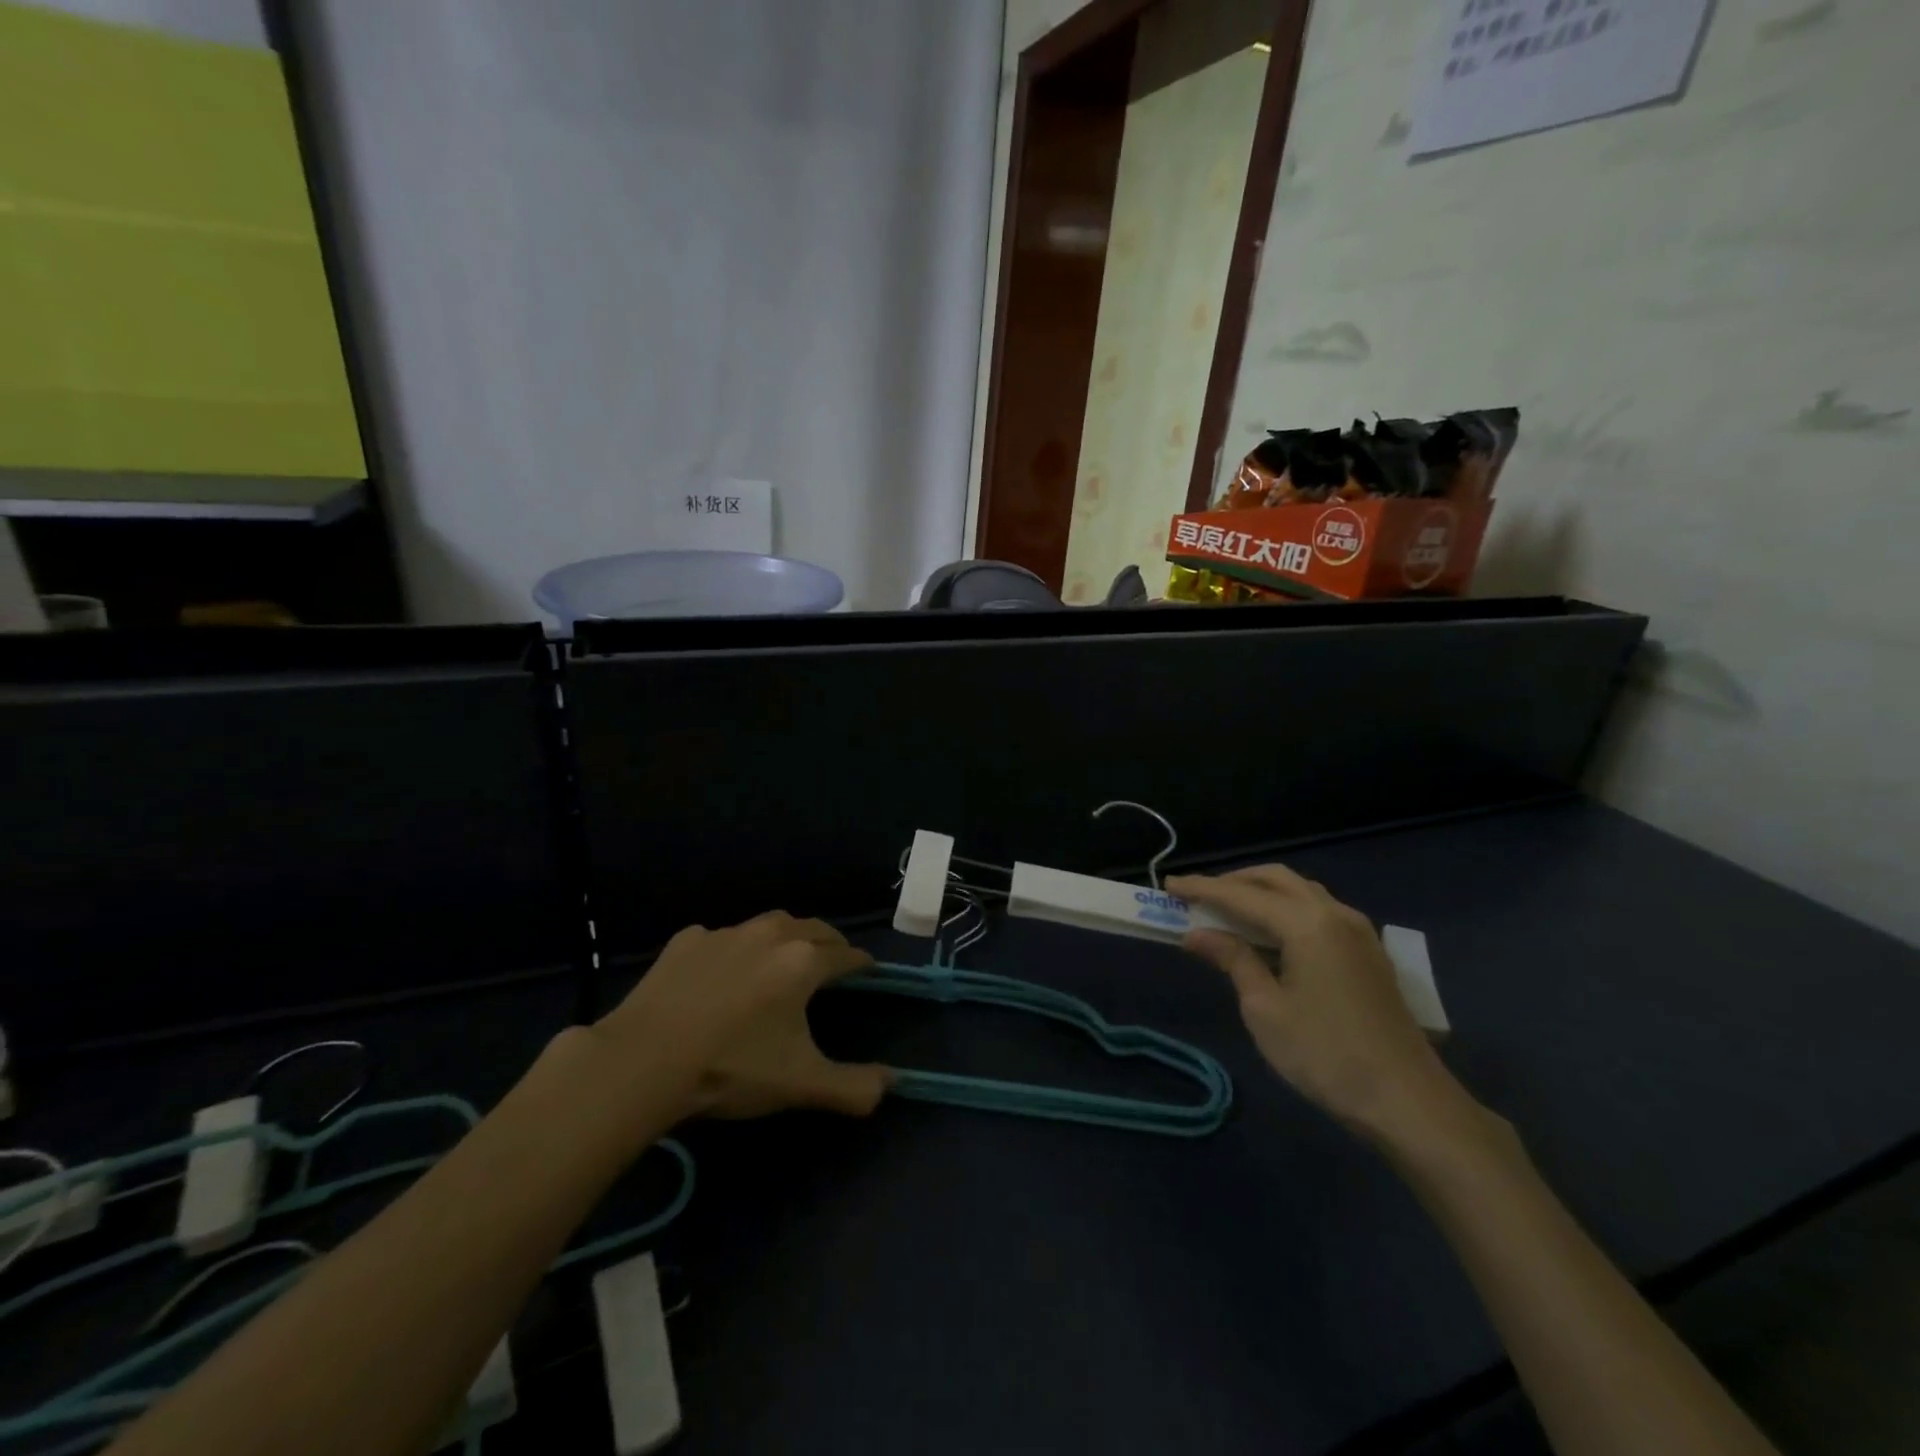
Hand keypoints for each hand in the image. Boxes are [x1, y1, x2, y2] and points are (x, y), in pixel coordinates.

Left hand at [594, 911, 890, 1121]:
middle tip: (832, 961)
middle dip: (829, 942)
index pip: (846, 954)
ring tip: (783, 959)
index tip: (868, 970)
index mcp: (804, 961)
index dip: (862, 963)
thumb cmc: (732, 1067)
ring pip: (769, 925)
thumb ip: (855, 1086)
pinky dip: (734, 949)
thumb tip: (893, 1082)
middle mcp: (770, 935)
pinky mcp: (687, 941)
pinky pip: (722, 938)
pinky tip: (722, 973)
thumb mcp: (800, 1084)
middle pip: (813, 928)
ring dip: (784, 937)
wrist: (643, 1060)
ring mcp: (726, 933)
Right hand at [1166, 866, 1483, 1149]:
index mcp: (1306, 924)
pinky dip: (1286, 908)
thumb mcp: (1265, 1010)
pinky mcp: (1368, 951)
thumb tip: (1197, 933)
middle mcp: (1334, 913)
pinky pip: (1318, 909)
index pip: (1242, 895)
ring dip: (1261, 892)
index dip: (1202, 888)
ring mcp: (1358, 930)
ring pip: (1300, 891)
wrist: (1409, 1101)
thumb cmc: (1326, 1056)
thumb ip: (1232, 960)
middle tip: (1197, 896)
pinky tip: (1271, 934)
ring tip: (1228, 912)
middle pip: (1275, 879)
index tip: (1168, 885)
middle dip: (1233, 882)